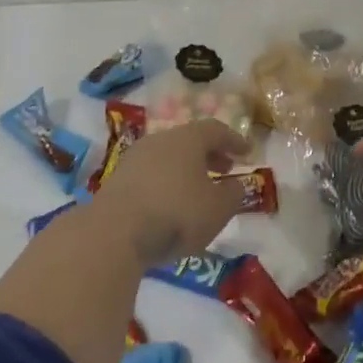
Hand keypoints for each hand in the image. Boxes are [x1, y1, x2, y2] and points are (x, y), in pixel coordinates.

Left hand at [91, 119, 248, 266]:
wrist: (114, 233)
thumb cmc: (176, 214)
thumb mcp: (218, 209)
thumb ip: (233, 194)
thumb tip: (237, 185)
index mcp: (187, 139)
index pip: (215, 129)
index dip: (234, 140)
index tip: (247, 153)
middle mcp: (159, 141)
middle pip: (189, 140)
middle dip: (210, 154)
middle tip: (225, 169)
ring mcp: (134, 159)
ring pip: (168, 157)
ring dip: (187, 169)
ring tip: (199, 190)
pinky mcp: (117, 181)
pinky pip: (151, 174)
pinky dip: (167, 183)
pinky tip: (172, 204)